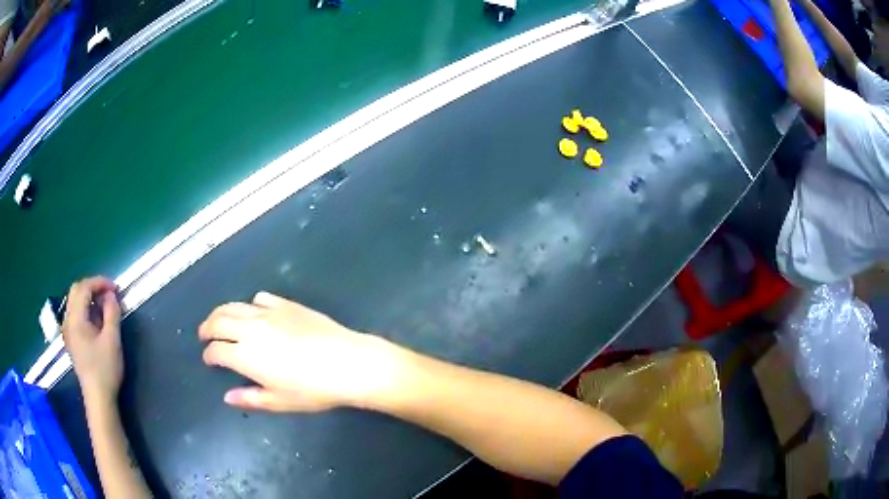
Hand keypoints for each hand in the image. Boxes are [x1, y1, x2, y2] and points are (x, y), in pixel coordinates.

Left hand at [62, 276, 122, 404]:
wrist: (98, 398)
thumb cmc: (105, 370)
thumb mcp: (112, 341)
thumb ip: (111, 313)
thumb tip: (111, 295)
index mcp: (75, 319)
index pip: (84, 288)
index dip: (99, 283)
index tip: (115, 288)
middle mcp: (68, 321)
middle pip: (76, 291)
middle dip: (93, 287)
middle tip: (109, 294)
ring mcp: (68, 331)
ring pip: (75, 302)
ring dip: (90, 298)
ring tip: (105, 306)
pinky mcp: (71, 339)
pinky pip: (76, 314)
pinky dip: (86, 309)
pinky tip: (97, 320)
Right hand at [199, 292, 401, 411]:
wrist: (347, 362)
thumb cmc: (313, 389)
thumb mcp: (279, 402)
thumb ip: (250, 398)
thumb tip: (228, 397)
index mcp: (245, 355)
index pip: (216, 350)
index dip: (209, 355)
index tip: (209, 359)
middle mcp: (251, 328)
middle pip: (218, 321)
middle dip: (207, 327)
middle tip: (204, 334)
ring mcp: (268, 313)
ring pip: (235, 305)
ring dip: (221, 312)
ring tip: (219, 319)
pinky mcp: (286, 304)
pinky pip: (260, 298)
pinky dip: (250, 305)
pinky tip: (254, 312)